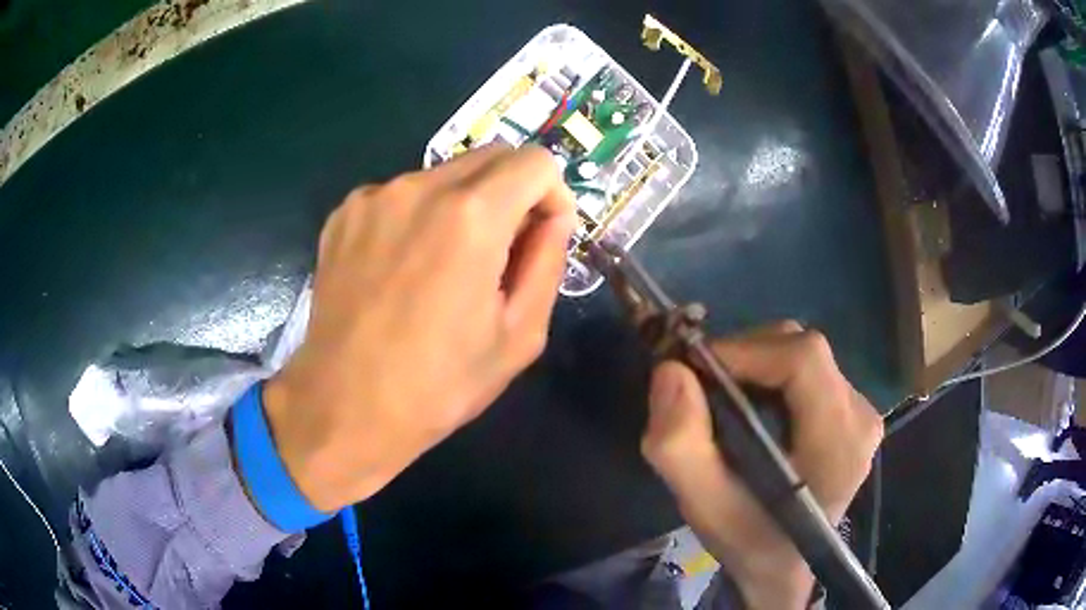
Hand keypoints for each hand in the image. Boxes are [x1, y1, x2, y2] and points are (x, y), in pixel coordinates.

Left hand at [263, 145, 575, 511]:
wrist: (344, 407)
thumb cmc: (438, 384)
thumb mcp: (519, 335)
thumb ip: (548, 262)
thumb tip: (554, 217)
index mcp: (472, 217)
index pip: (535, 161)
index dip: (552, 194)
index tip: (542, 235)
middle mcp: (420, 188)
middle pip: (490, 157)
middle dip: (512, 193)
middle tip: (502, 251)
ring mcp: (374, 197)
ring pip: (444, 175)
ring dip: (463, 205)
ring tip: (445, 266)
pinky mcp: (344, 213)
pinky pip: (401, 195)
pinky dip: (418, 216)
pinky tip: (403, 268)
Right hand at [641, 322, 882, 608]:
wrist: (784, 565)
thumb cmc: (749, 541)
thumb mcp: (704, 507)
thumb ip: (680, 446)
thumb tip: (670, 370)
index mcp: (838, 442)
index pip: (803, 358)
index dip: (746, 350)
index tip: (695, 370)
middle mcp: (860, 415)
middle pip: (801, 348)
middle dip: (744, 356)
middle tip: (703, 390)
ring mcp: (862, 411)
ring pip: (802, 354)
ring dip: (755, 365)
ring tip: (725, 403)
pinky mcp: (853, 410)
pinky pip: (808, 370)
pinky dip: (770, 376)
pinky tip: (753, 411)